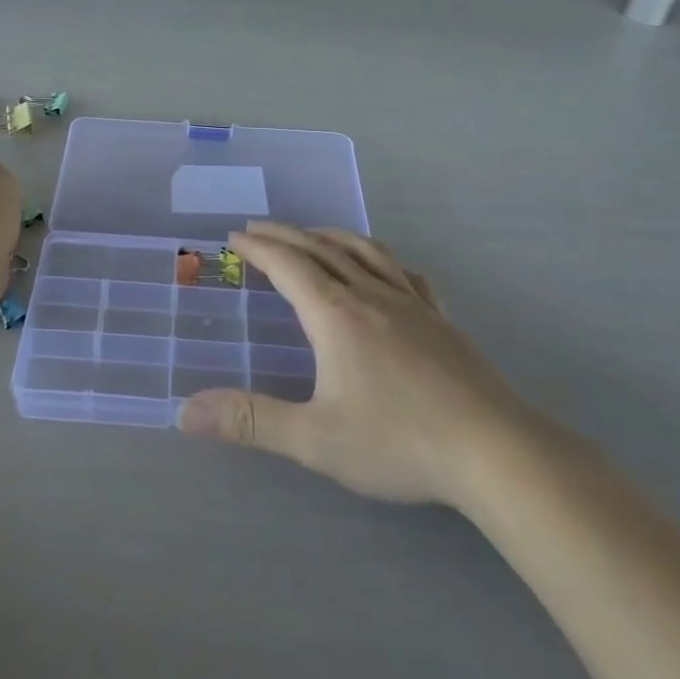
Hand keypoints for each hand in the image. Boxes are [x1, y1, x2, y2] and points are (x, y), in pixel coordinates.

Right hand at [179, 223, 527, 505]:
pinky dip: (380, 259)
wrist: (493, 451)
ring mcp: (411, 304)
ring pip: (364, 252)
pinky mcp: (441, 320)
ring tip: (312, 233)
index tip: (234, 236)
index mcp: (336, 315)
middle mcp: (370, 296)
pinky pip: (403, 273)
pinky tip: (383, 269)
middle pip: (321, 250)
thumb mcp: (315, 439)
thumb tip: (186, 411)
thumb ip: (251, 421)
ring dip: (330, 236)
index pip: (288, 266)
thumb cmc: (398, 442)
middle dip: (285, 235)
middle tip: (258, 228)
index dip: (258, 248)